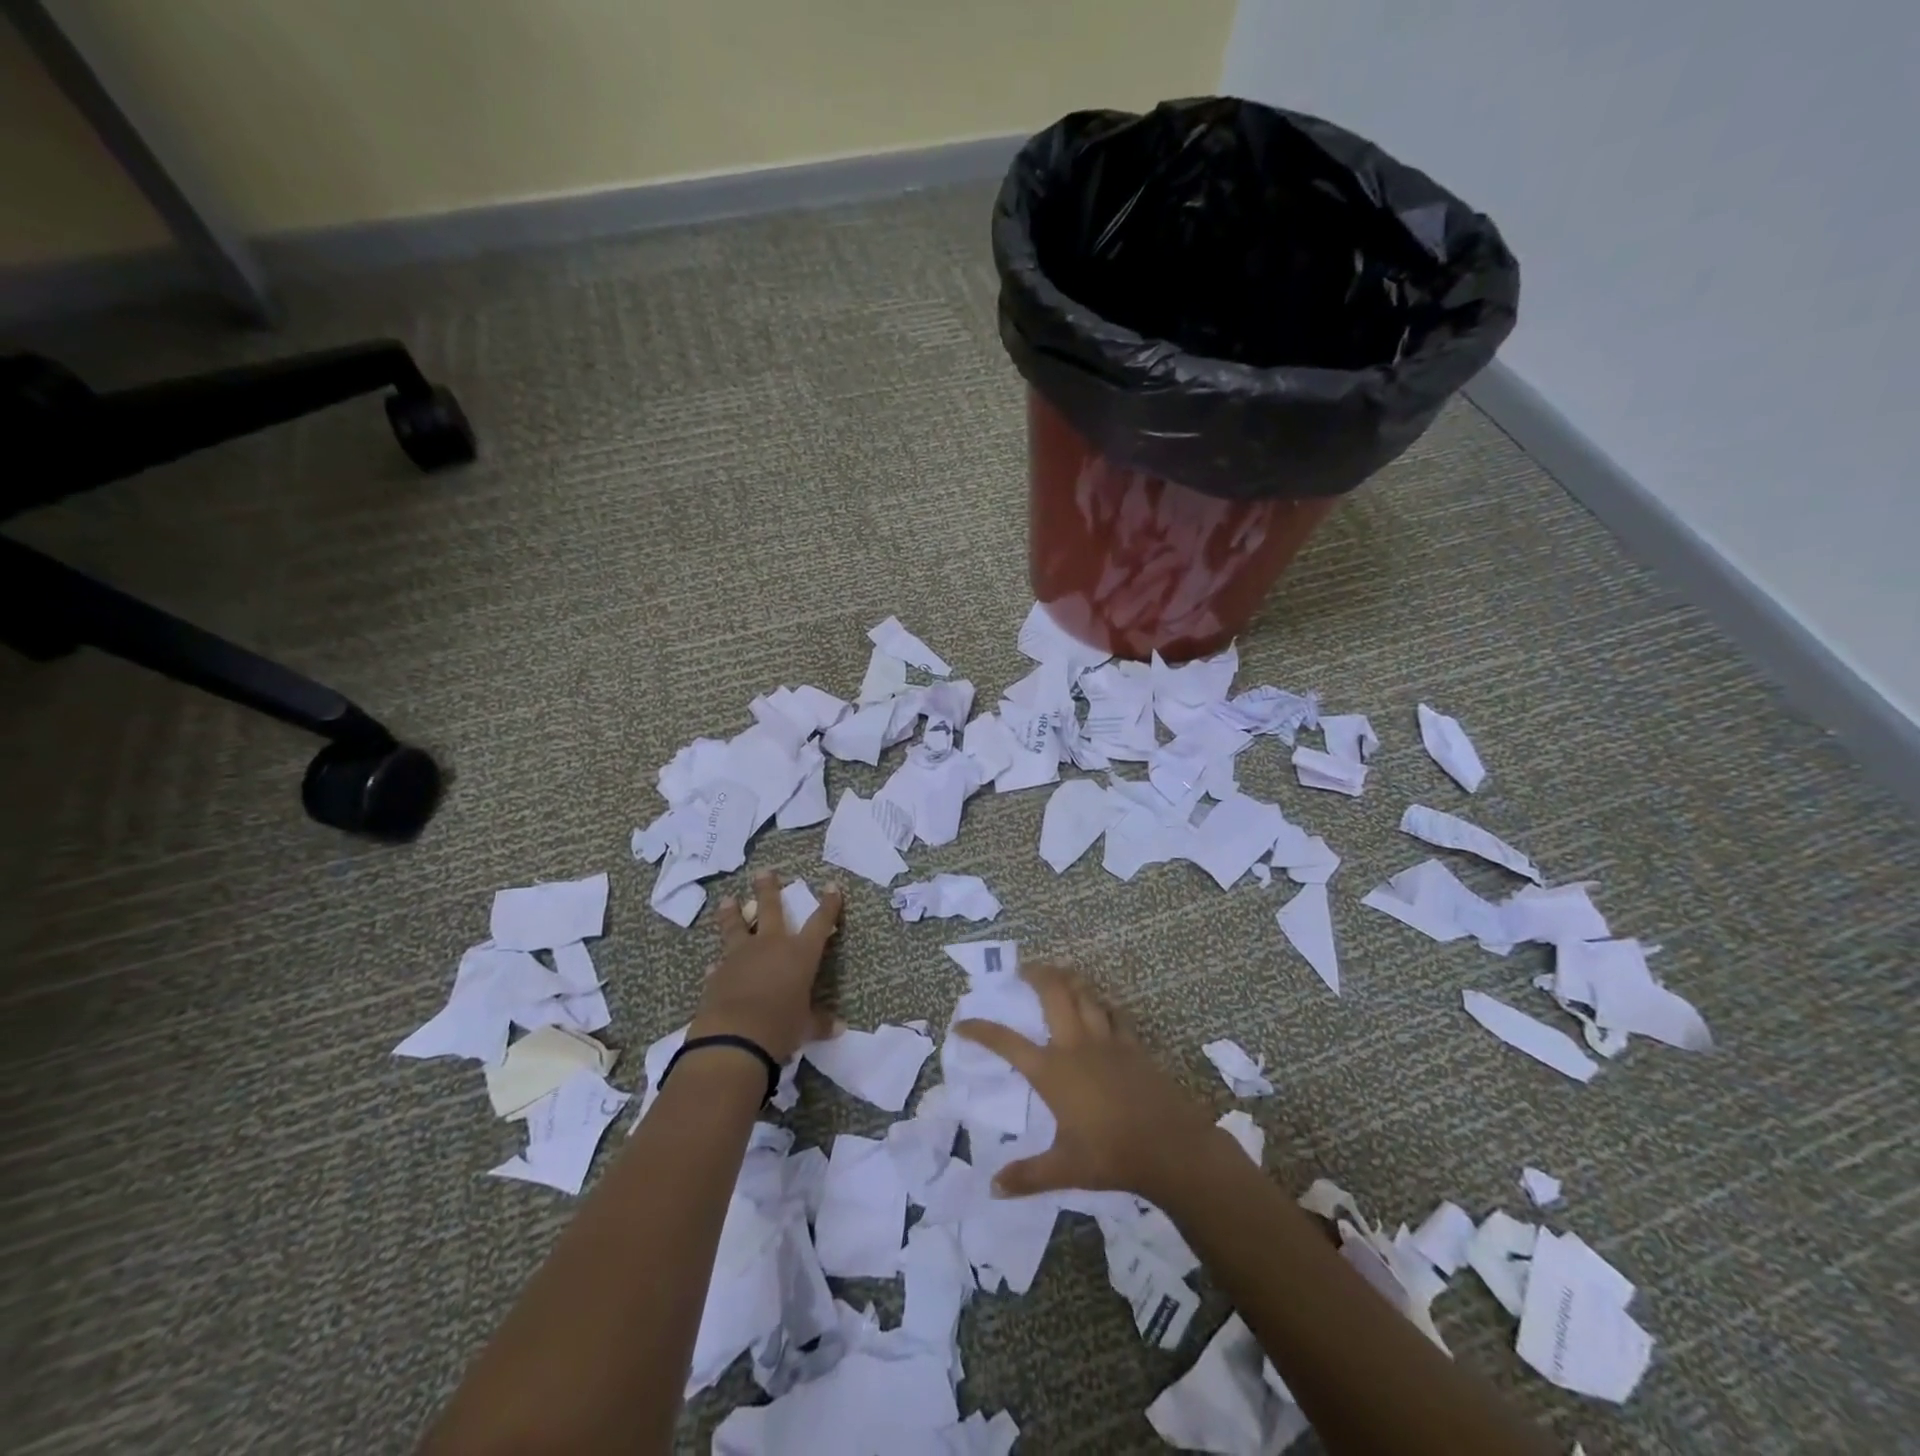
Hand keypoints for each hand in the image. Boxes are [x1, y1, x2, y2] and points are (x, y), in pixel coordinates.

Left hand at [688, 872, 844, 1062]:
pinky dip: (719, 965)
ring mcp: (741, 957)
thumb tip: (840, 1028)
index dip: (828, 904)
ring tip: (727, 900)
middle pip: (771, 909)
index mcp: (800, 954)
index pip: (820, 922)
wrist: (734, 1038)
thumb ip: (820, 1023)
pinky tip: (713, 965)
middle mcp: (771, 946)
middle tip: (764, 872)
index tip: (831, 885)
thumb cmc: (781, 1027)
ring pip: (737, 927)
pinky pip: (719, 964)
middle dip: (769, 890)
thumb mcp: (805, 1026)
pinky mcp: (717, 974)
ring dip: (733, 913)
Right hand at [954, 963, 1220, 1203]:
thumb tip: (993, 1187)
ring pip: (1085, 994)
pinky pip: (1114, 1012)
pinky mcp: (1133, 1045)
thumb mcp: (1065, 1169)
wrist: (1170, 1147)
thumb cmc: (1112, 1156)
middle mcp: (1076, 1045)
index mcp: (1052, 1072)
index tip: (962, 1024)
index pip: (1007, 1043)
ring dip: (1069, 979)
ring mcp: (1107, 1040)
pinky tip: (1101, 1004)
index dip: (981, 1030)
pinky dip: (1102, 1002)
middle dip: (1035, 975)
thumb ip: (1028, 1176)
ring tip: (1059, 974)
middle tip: (1023, 970)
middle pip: (1053, 993)